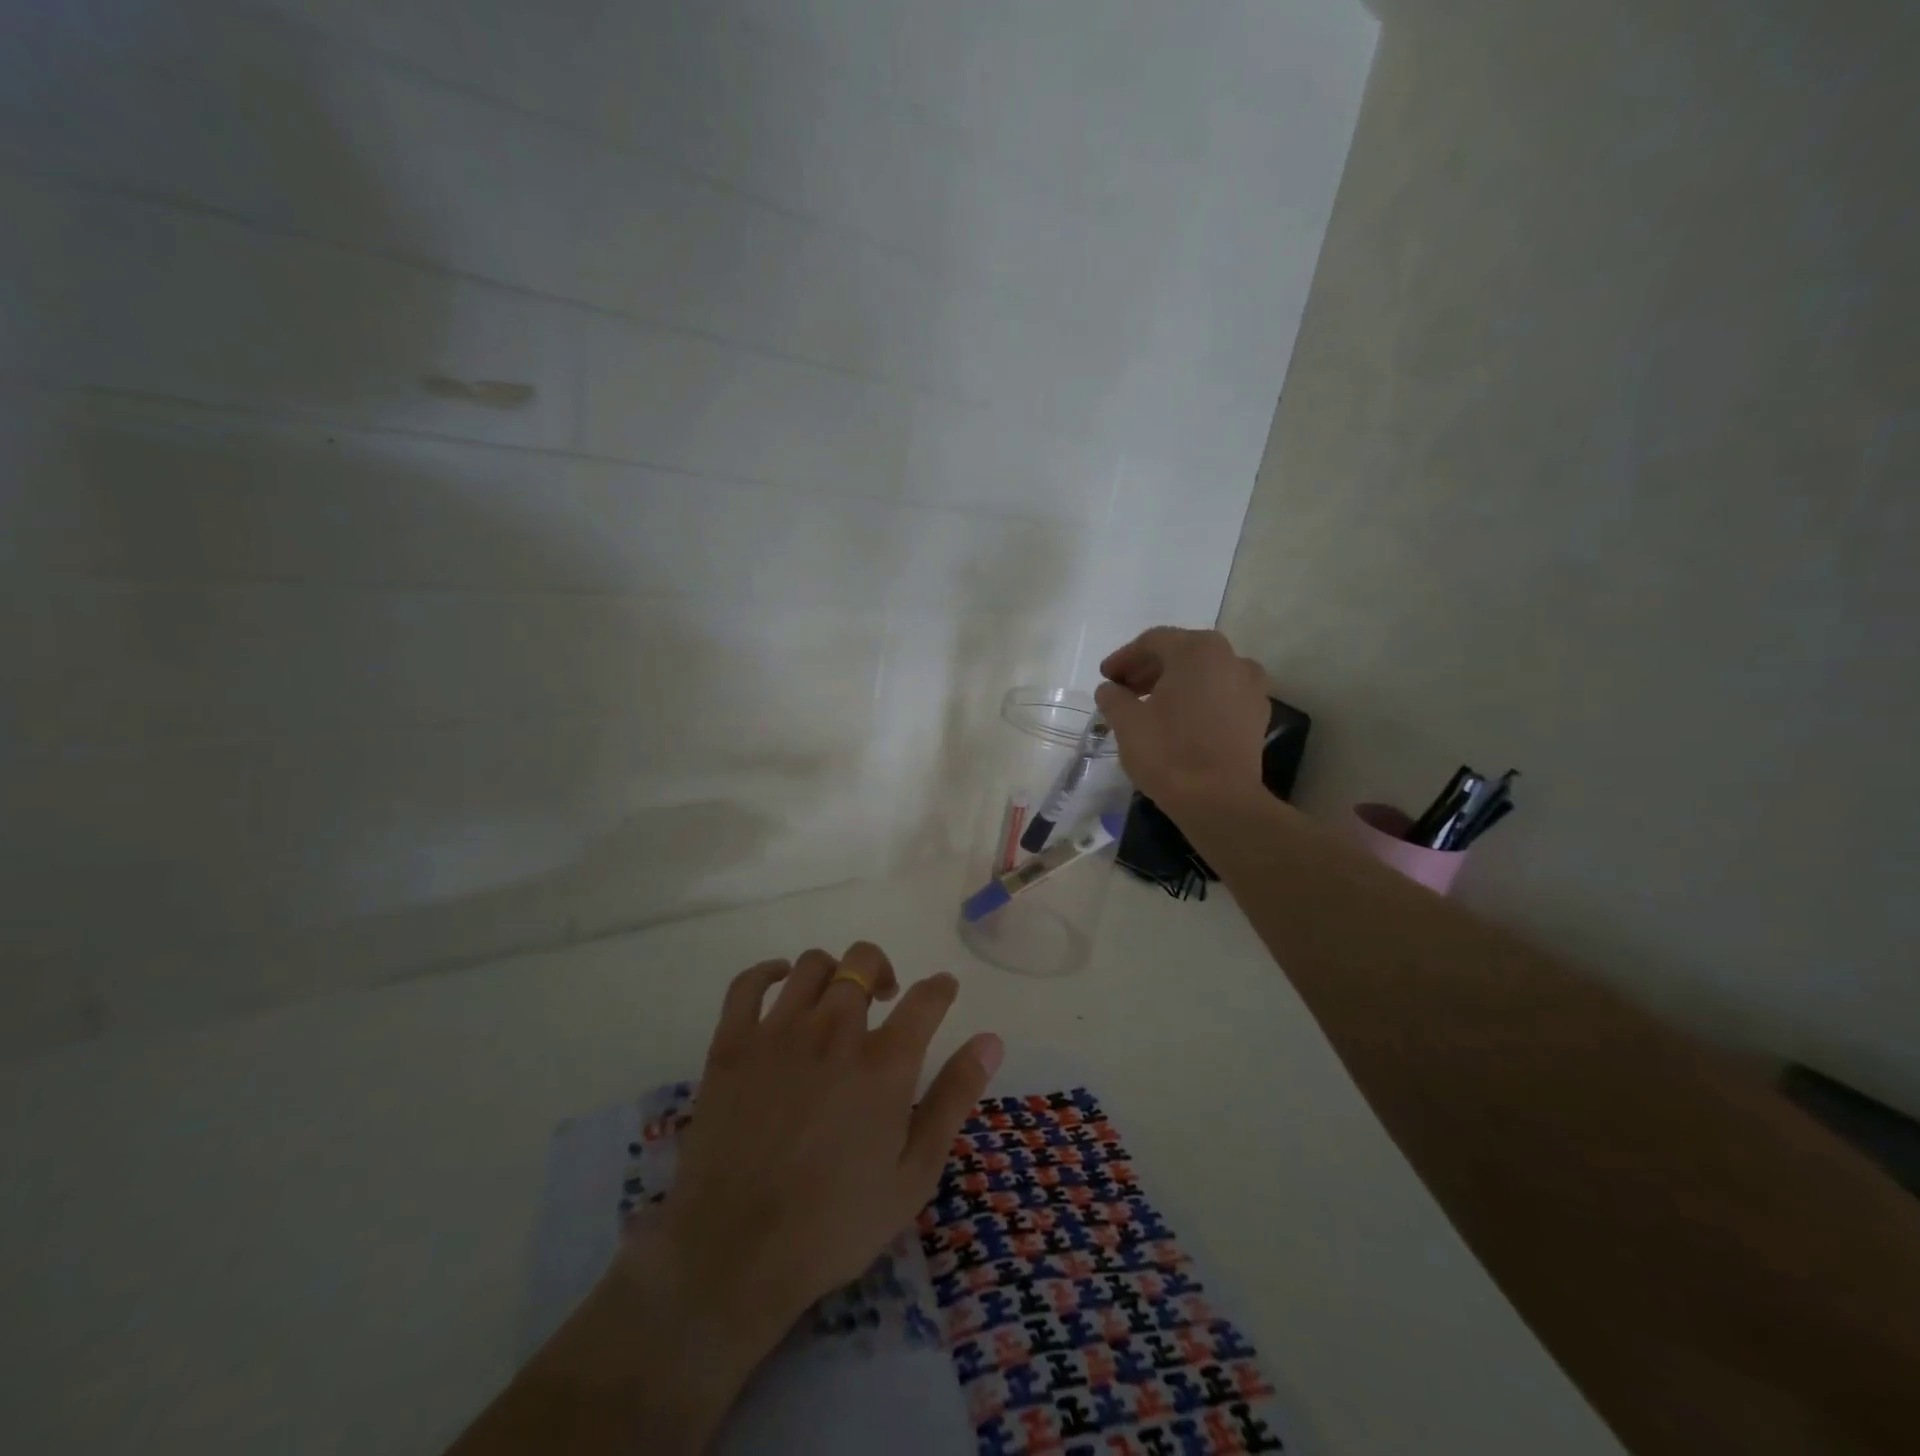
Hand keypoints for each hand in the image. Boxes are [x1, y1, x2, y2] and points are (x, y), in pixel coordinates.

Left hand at [626, 942, 1003, 1347]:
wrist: (735, 1254)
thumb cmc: (835, 1223)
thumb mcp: (914, 1173)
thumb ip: (953, 1098)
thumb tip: (990, 1040)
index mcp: (884, 1063)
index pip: (926, 998)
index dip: (940, 988)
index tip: (942, 990)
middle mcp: (834, 1031)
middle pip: (864, 962)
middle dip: (882, 970)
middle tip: (884, 1000)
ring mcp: (778, 1032)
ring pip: (812, 964)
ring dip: (833, 972)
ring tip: (835, 1000)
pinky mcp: (732, 1043)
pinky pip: (749, 982)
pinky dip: (768, 972)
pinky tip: (781, 984)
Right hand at [1094, 627, 1271, 810]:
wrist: (1219, 801)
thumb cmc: (1168, 753)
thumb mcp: (1127, 722)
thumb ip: (1114, 698)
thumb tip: (1110, 690)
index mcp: (1198, 651)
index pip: (1153, 642)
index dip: (1124, 658)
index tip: (1105, 678)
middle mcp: (1231, 658)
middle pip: (1181, 654)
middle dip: (1149, 670)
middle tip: (1123, 690)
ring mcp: (1250, 687)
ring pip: (1204, 674)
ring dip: (1174, 684)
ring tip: (1149, 706)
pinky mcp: (1257, 716)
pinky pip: (1221, 696)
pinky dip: (1198, 700)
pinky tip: (1179, 721)